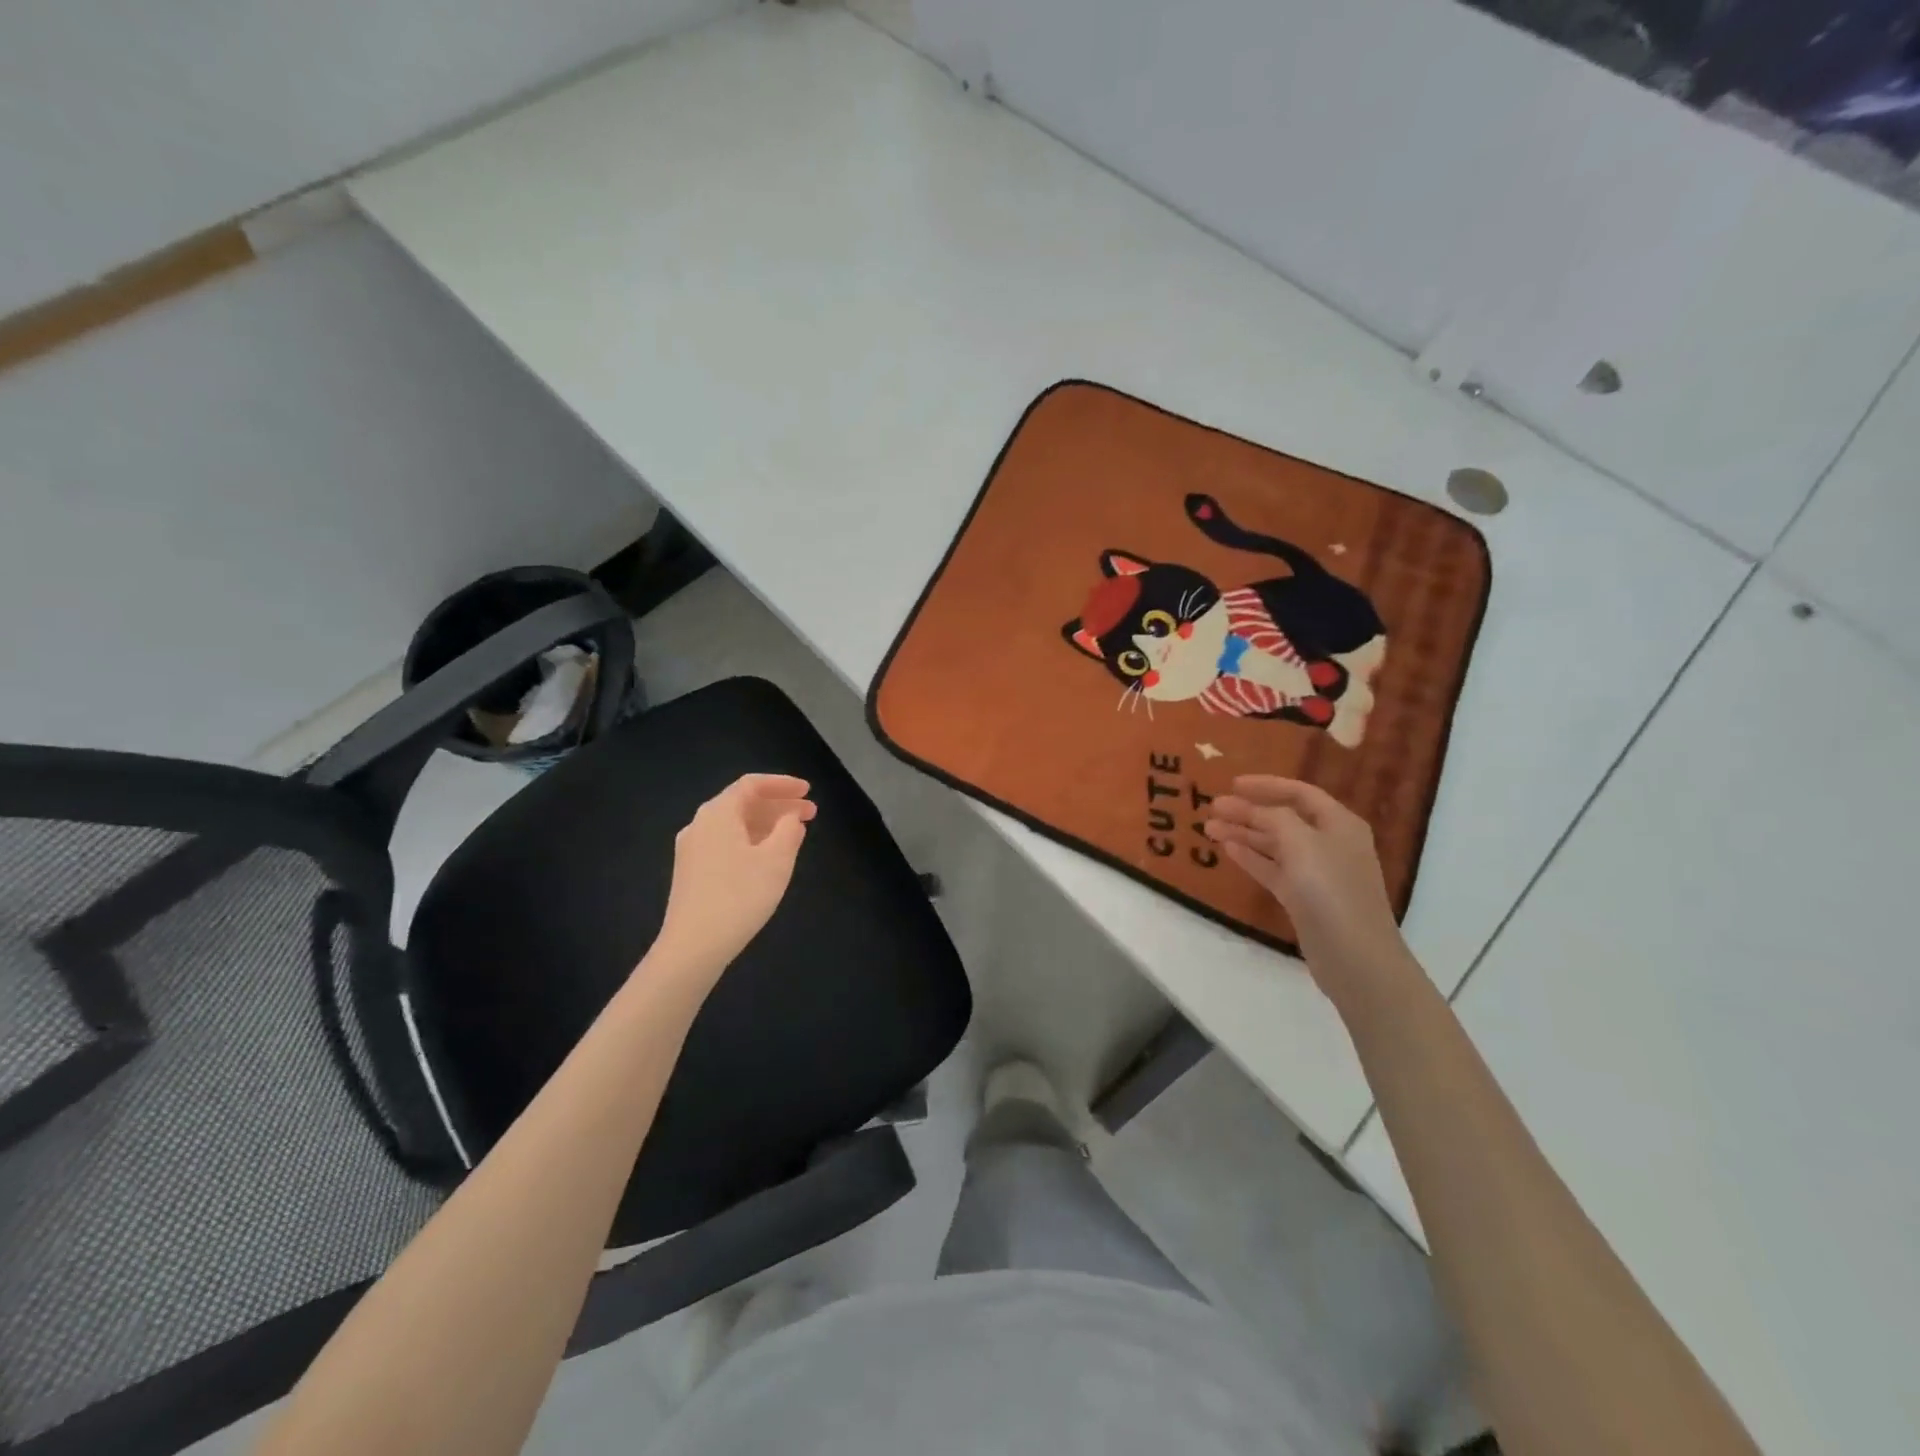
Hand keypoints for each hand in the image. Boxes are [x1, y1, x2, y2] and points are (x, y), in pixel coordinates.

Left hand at [652, 774, 815, 978]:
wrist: (692, 947)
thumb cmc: (739, 896)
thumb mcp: (776, 860)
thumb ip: (789, 830)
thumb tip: (790, 818)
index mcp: (718, 813)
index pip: (752, 785)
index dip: (782, 784)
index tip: (808, 791)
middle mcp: (700, 824)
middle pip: (743, 803)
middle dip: (778, 805)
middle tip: (811, 813)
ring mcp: (692, 850)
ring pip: (735, 825)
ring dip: (766, 824)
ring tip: (795, 834)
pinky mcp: (691, 872)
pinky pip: (726, 843)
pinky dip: (751, 840)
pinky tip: (768, 857)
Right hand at [1204, 775, 1413, 1003]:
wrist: (1354, 956)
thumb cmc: (1330, 890)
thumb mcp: (1302, 842)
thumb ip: (1275, 818)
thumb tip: (1257, 810)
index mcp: (1339, 824)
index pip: (1300, 793)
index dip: (1267, 785)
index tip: (1232, 783)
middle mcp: (1329, 844)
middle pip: (1283, 818)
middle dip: (1248, 811)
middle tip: (1213, 807)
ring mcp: (1316, 873)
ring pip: (1274, 845)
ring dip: (1244, 834)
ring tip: (1209, 828)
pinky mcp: (1303, 899)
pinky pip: (1273, 870)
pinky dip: (1251, 858)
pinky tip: (1228, 850)